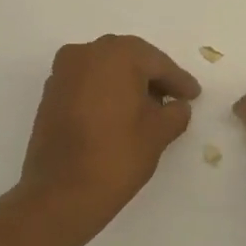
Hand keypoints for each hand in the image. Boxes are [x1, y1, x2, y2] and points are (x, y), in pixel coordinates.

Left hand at [19, 35, 199, 224]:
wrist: (62, 192)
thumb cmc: (117, 155)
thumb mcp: (159, 132)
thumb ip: (176, 112)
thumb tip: (177, 106)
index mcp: (117, 54)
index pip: (157, 63)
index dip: (179, 80)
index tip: (194, 94)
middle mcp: (87, 53)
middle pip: (130, 59)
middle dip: (152, 77)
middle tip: (174, 97)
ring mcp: (63, 72)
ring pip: (106, 69)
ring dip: (127, 83)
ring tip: (148, 107)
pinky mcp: (51, 93)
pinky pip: (87, 83)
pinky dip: (105, 92)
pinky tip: (120, 113)